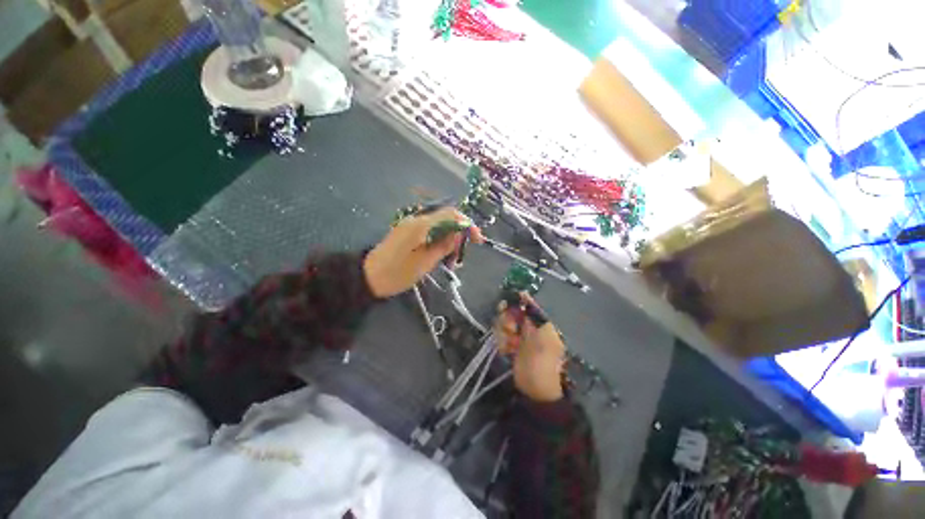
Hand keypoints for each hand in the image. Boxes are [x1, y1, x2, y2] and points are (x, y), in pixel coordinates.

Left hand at [363, 207, 482, 297]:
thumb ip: (444, 246)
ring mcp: (411, 225)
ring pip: (439, 225)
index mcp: (420, 225)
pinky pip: (430, 230)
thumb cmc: (396, 273)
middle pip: (446, 218)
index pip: (450, 214)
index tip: (477, 239)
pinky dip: (440, 240)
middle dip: (459, 233)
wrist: (368, 277)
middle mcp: (416, 220)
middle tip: (461, 254)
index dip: (467, 224)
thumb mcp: (424, 263)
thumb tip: (459, 234)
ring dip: (450, 238)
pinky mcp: (408, 231)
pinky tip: (441, 255)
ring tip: (451, 259)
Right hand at [496, 294, 565, 401]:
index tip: (504, 307)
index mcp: (540, 323)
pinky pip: (501, 335)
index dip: (514, 304)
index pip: (525, 304)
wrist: (535, 391)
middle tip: (511, 332)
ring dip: (503, 334)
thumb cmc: (541, 364)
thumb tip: (524, 293)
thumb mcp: (540, 339)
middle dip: (507, 321)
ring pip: (503, 323)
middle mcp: (529, 326)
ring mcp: (519, 335)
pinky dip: (502, 343)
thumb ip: (531, 316)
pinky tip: (506, 351)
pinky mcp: (511, 344)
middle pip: (511, 312)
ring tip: (510, 346)